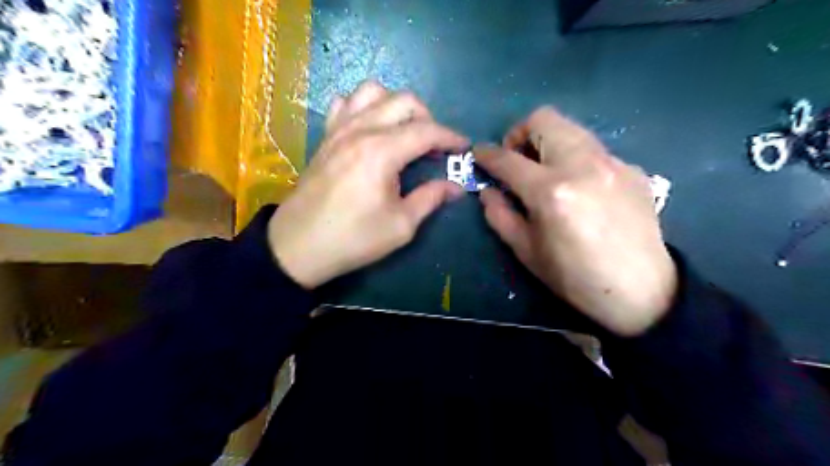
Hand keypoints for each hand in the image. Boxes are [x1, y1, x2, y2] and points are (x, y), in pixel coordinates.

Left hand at [271, 81, 469, 289]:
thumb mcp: (400, 225)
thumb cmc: (353, 239)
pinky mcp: (325, 137)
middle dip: (428, 118)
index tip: (464, 148)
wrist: (298, 246)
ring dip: (396, 106)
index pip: (426, 131)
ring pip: (373, 91)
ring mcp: (339, 129)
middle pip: (404, 101)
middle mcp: (360, 130)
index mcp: (382, 152)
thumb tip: (455, 187)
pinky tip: (369, 129)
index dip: (450, 137)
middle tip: (435, 147)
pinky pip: (345, 103)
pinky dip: (364, 107)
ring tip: (404, 132)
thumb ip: (430, 198)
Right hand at [478, 108, 676, 337]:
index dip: (487, 154)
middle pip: (544, 119)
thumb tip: (488, 190)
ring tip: (545, 170)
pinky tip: (579, 187)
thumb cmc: (574, 277)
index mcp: (551, 191)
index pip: (508, 159)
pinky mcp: (631, 169)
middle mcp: (582, 165)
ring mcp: (611, 163)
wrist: (641, 291)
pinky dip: (575, 158)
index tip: (479, 154)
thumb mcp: (526, 251)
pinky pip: (594, 149)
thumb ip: (500, 215)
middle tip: (516, 160)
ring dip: (548, 141)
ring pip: (571, 128)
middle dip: (520, 133)